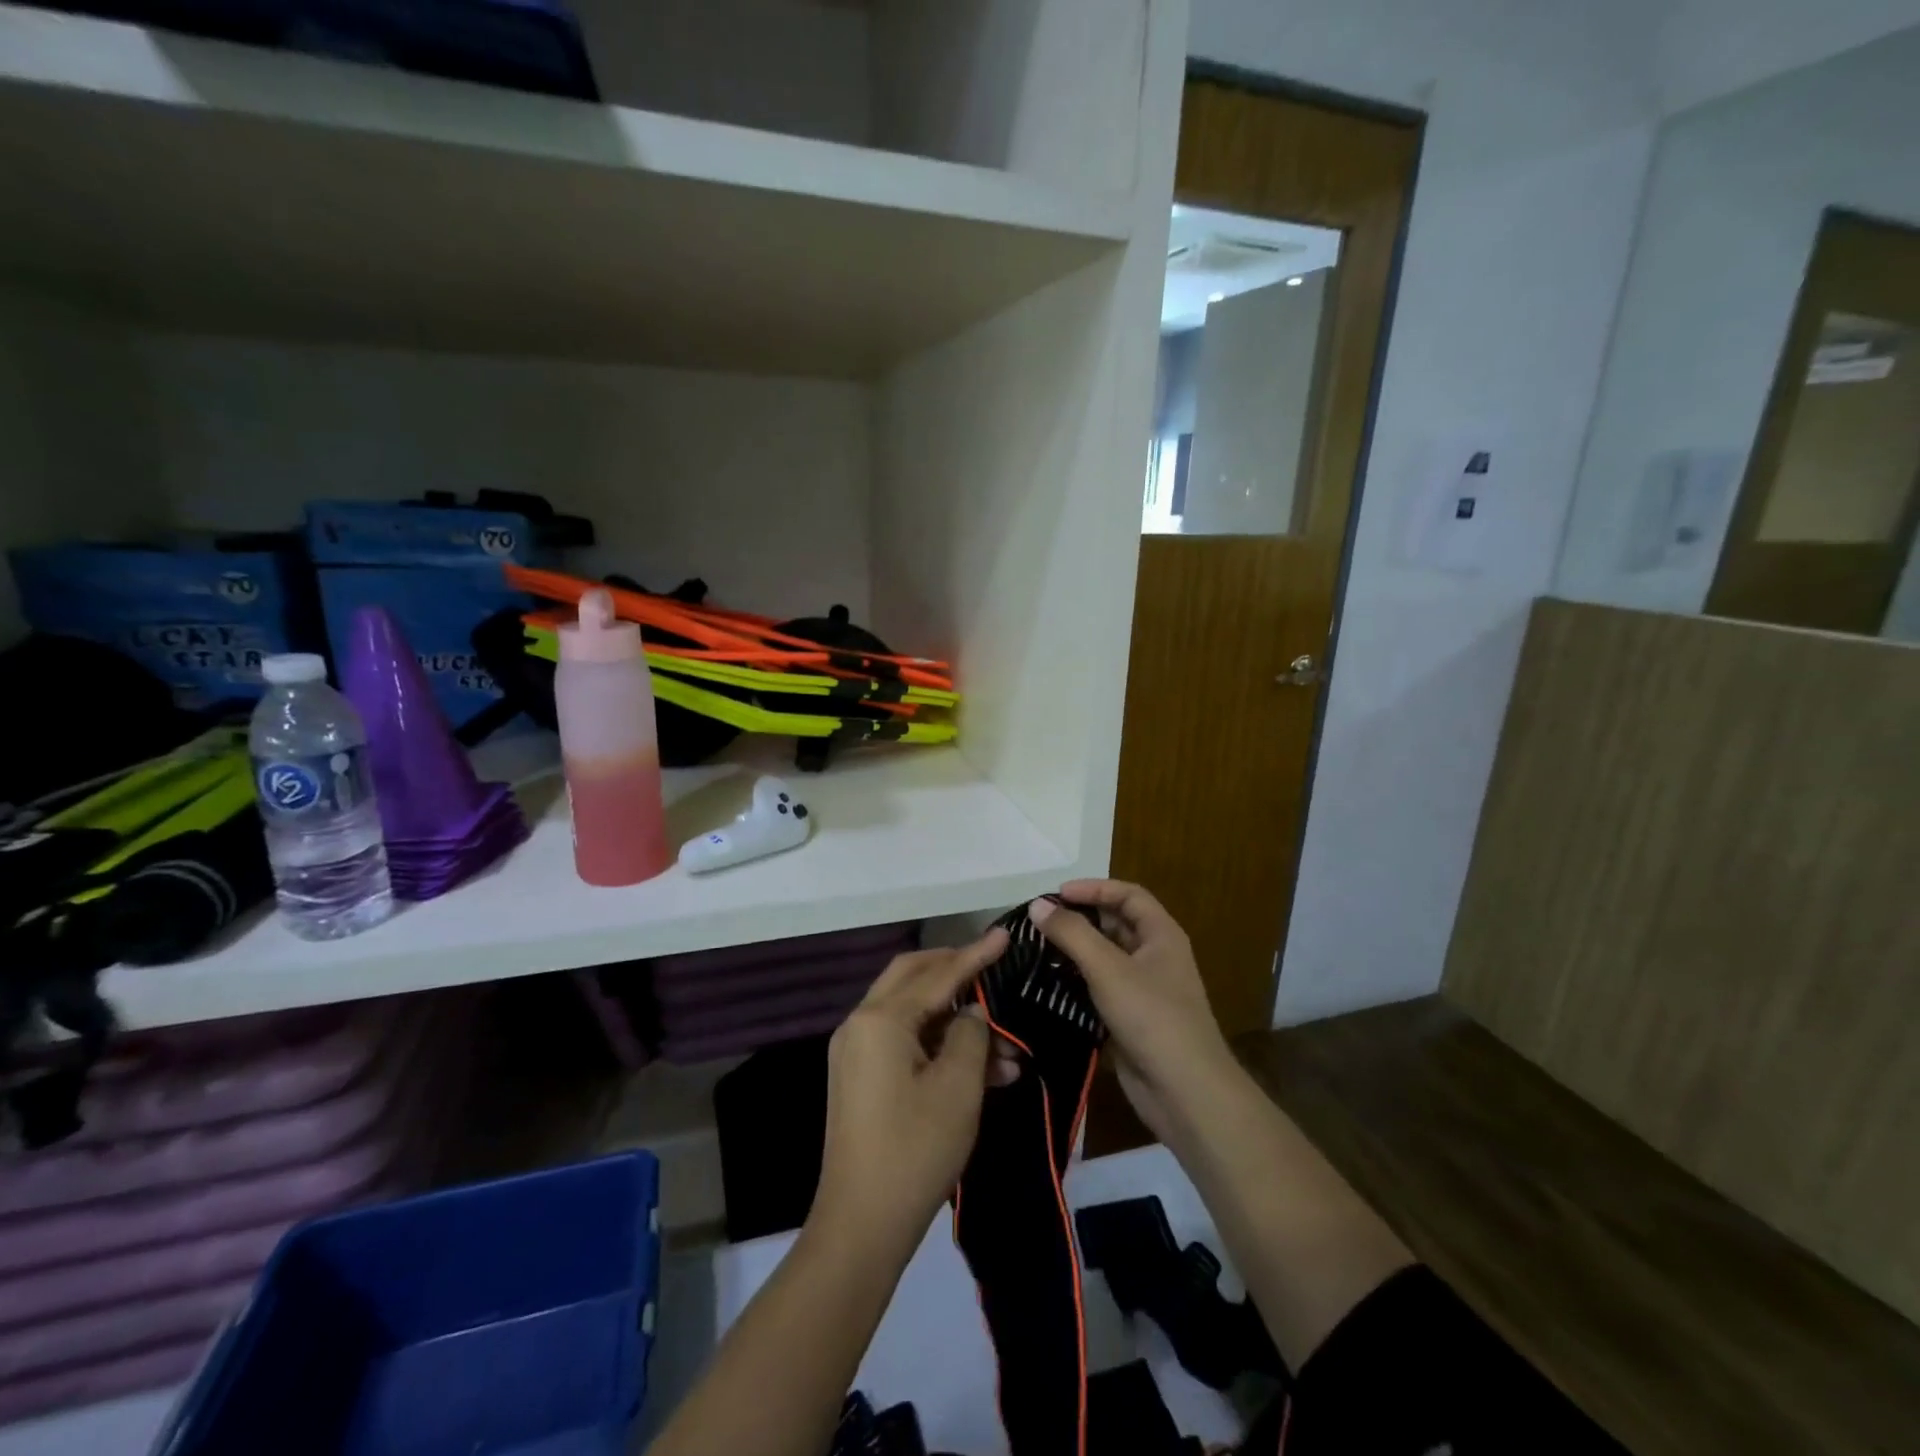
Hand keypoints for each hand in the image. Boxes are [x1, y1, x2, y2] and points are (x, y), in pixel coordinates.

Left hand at [812, 928, 1009, 1254]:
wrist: (861, 1226)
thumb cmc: (915, 1149)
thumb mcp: (958, 1088)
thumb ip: (970, 1035)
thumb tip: (971, 1013)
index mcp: (880, 1019)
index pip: (937, 974)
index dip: (975, 955)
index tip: (1005, 935)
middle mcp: (861, 1024)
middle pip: (913, 978)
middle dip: (956, 972)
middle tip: (993, 968)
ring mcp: (857, 1052)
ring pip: (914, 1015)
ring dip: (957, 1024)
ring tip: (1008, 1052)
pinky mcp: (862, 1079)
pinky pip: (905, 1043)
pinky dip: (940, 1048)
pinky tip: (984, 1073)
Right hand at [1028, 882, 1232, 1138]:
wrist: (1185, 1092)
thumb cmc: (1152, 1017)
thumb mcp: (1108, 968)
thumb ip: (1071, 934)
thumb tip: (1038, 905)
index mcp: (1161, 934)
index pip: (1127, 895)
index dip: (1093, 888)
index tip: (1056, 895)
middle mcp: (1154, 956)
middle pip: (1115, 924)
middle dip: (1079, 919)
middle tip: (1039, 922)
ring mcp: (1143, 989)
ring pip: (1104, 958)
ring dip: (1074, 952)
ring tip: (1035, 949)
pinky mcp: (1129, 1018)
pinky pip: (1099, 988)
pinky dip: (1076, 982)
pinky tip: (1047, 985)